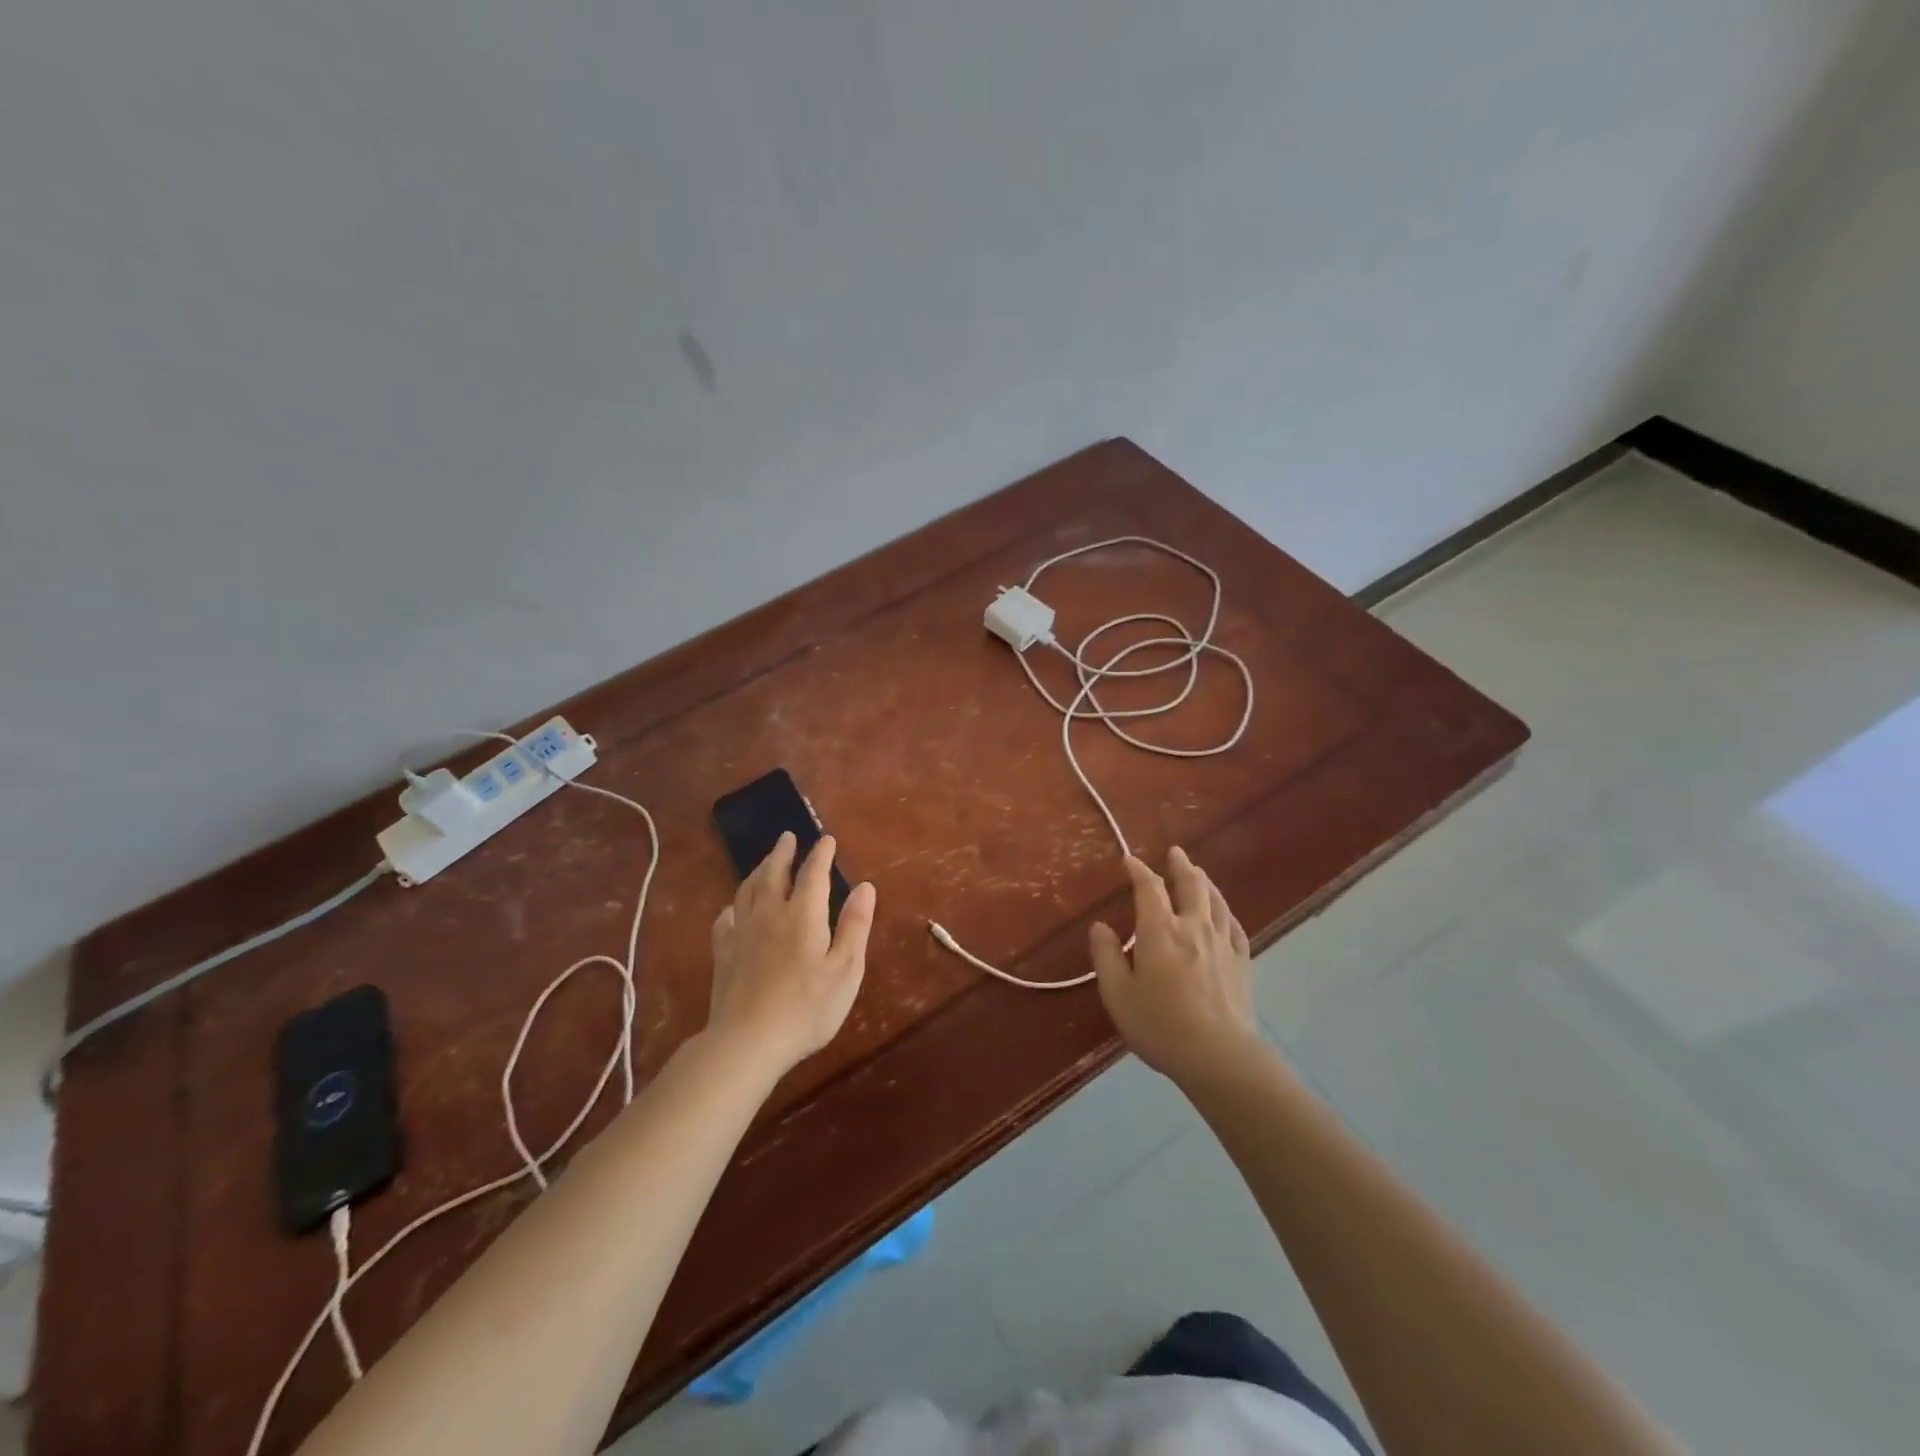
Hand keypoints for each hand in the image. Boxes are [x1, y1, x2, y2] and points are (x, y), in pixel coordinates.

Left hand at [707, 832, 876, 1074]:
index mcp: (803, 916)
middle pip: (774, 874)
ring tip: (764, 862)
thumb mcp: (846, 969)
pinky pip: (725, 921)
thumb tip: (865, 887)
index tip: (826, 840)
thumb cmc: (808, 1008)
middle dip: (783, 853)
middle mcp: (770, 915)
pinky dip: (731, 907)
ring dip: (758, 871)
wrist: (748, 1041)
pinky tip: (732, 909)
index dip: (821, 855)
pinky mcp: (724, 955)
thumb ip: (855, 926)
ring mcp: (742, 934)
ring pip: (747, 890)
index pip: (813, 874)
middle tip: (787, 837)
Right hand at [1090, 847, 1259, 1084]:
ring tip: (1199, 873)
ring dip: (1205, 882)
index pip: (1149, 889)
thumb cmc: (1160, 1024)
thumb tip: (1100, 926)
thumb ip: (1106, 956)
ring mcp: (1221, 944)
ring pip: (1215, 902)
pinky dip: (1226, 913)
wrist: (1219, 1055)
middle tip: (1175, 853)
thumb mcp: (1118, 993)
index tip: (1130, 861)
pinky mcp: (1241, 963)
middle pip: (1190, 886)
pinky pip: (1234, 927)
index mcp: (1160, 931)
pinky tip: (1224, 913)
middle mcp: (1193, 927)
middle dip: (1180, 866)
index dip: (1139, 871)